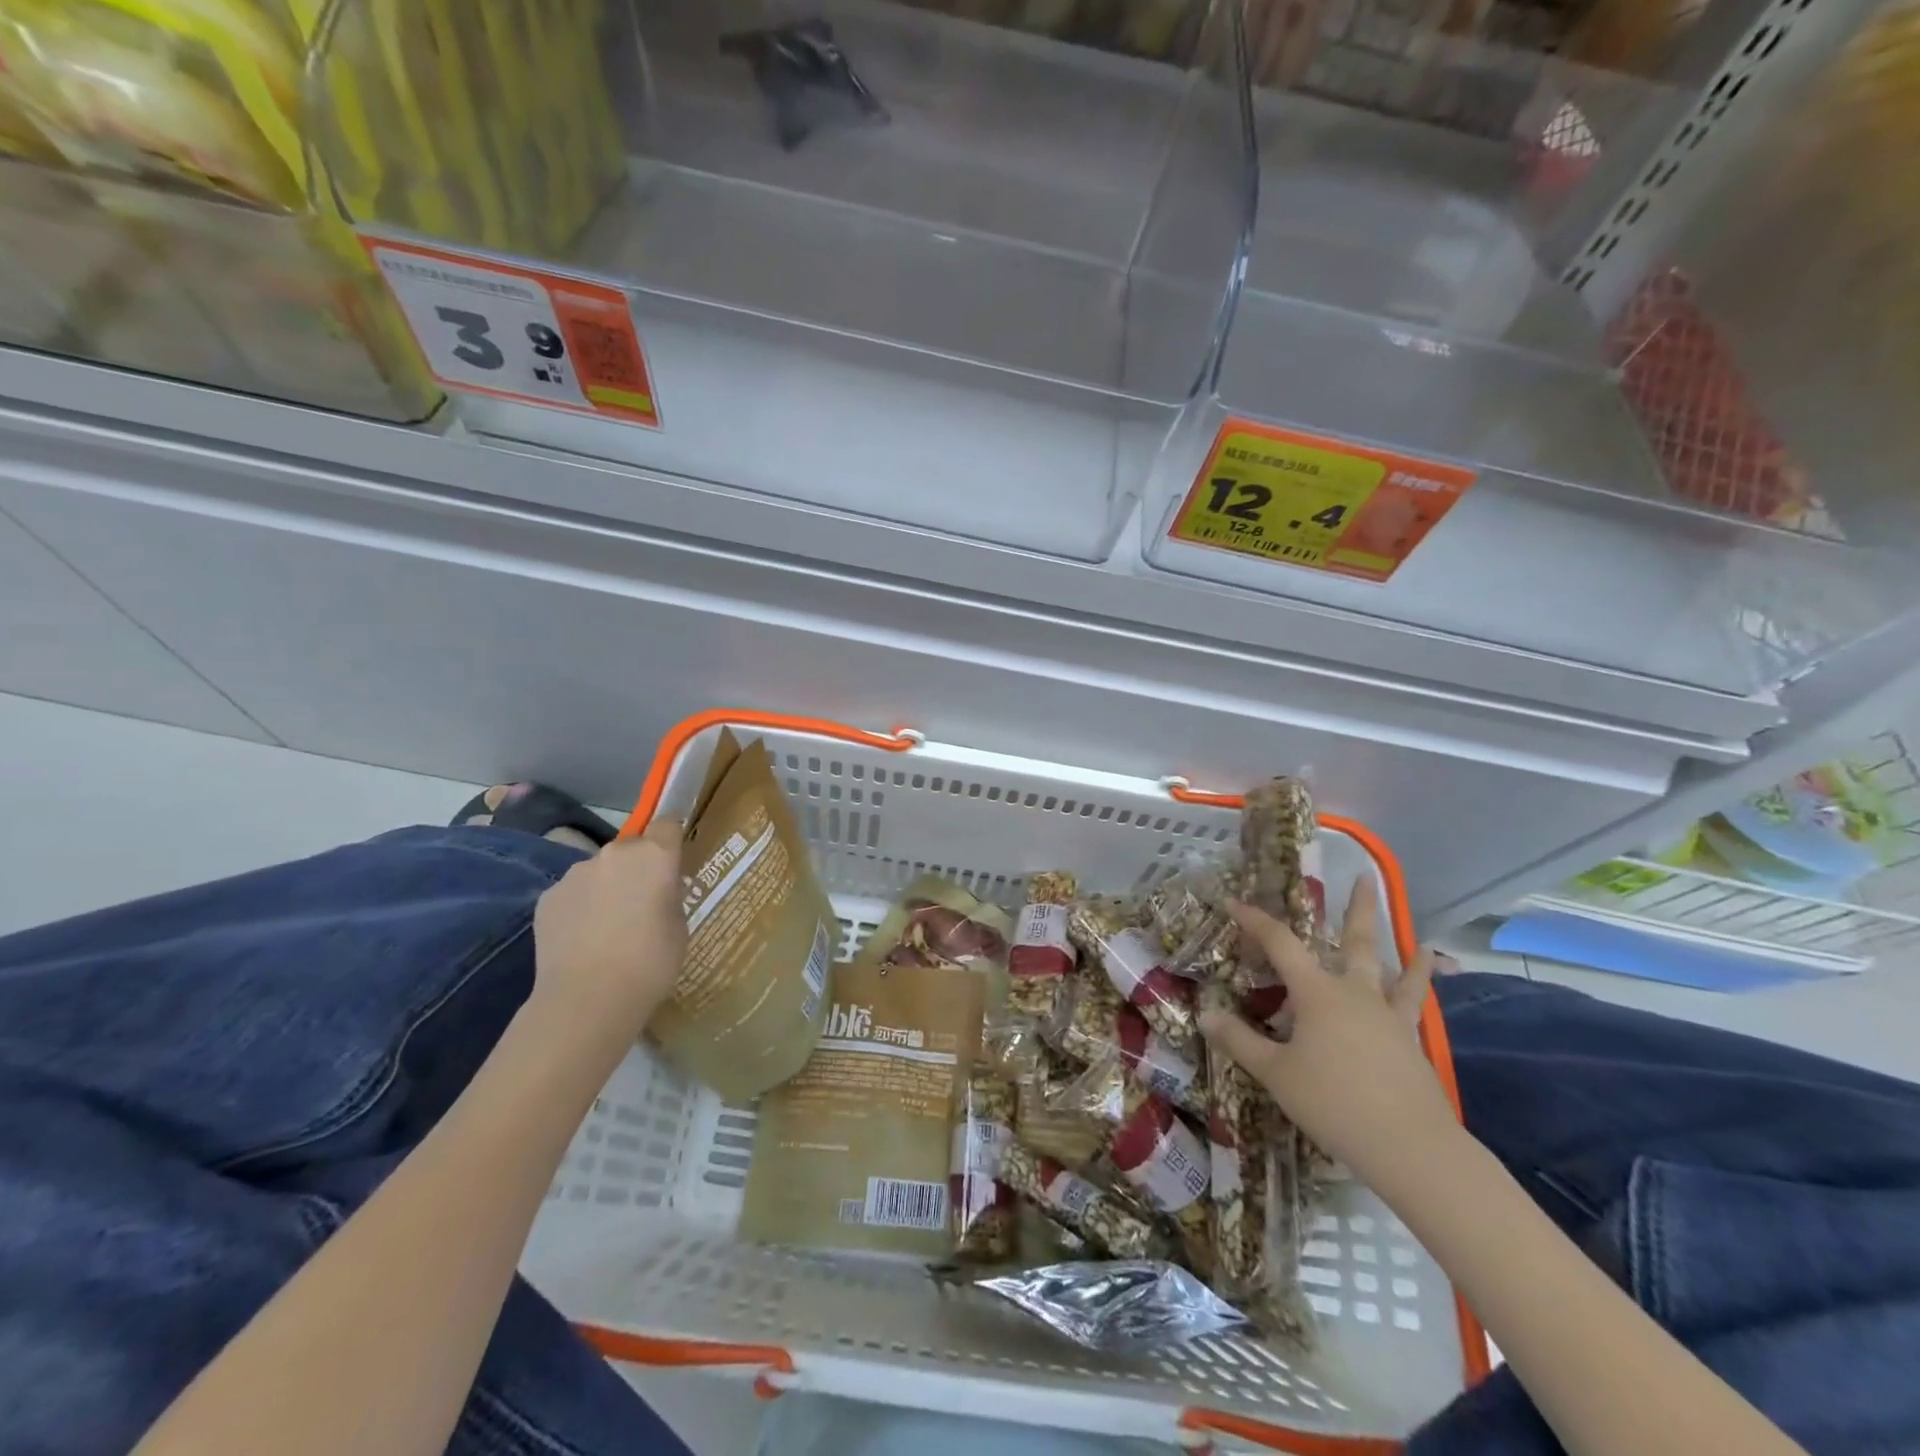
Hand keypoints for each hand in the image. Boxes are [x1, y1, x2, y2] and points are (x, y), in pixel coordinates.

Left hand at [530, 818, 685, 1044]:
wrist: (588, 999)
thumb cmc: (651, 962)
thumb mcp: (680, 927)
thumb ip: (669, 896)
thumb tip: (657, 890)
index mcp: (654, 855)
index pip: (667, 824)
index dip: (671, 841)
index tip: (673, 864)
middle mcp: (614, 854)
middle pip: (632, 848)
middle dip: (637, 868)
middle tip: (642, 904)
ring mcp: (576, 873)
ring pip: (600, 870)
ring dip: (607, 887)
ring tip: (609, 928)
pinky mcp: (548, 897)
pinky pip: (574, 893)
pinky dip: (581, 908)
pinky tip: (583, 940)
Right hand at [1198, 888, 1452, 1183]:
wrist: (1410, 1146)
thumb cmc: (1334, 1102)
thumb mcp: (1275, 1073)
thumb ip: (1240, 1041)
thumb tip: (1205, 1014)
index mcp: (1317, 993)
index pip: (1280, 944)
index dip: (1255, 921)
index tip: (1235, 903)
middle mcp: (1354, 993)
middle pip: (1354, 941)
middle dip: (1357, 909)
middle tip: (1364, 878)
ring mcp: (1387, 1016)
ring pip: (1392, 970)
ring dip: (1401, 949)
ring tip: (1417, 937)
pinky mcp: (1410, 1041)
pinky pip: (1414, 1004)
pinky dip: (1421, 986)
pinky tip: (1433, 979)